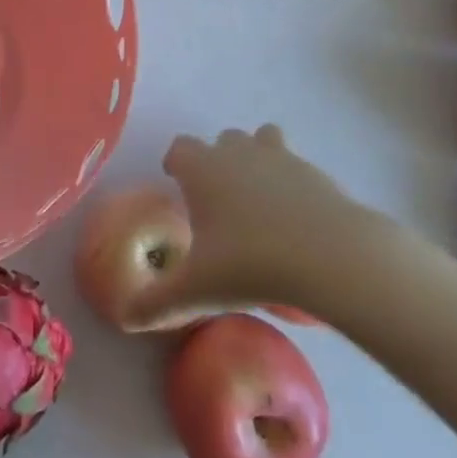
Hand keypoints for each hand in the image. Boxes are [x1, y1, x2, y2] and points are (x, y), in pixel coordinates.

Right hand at [123, 124, 380, 330]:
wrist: (332, 257)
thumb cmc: (251, 265)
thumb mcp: (196, 292)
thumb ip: (156, 303)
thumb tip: (124, 318)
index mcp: (202, 168)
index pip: (179, 148)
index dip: (176, 163)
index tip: (177, 183)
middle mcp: (237, 152)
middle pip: (221, 140)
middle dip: (217, 161)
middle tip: (219, 201)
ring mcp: (279, 157)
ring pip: (261, 139)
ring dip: (256, 158)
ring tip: (259, 197)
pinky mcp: (315, 172)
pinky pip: (295, 165)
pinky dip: (291, 182)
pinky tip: (296, 218)